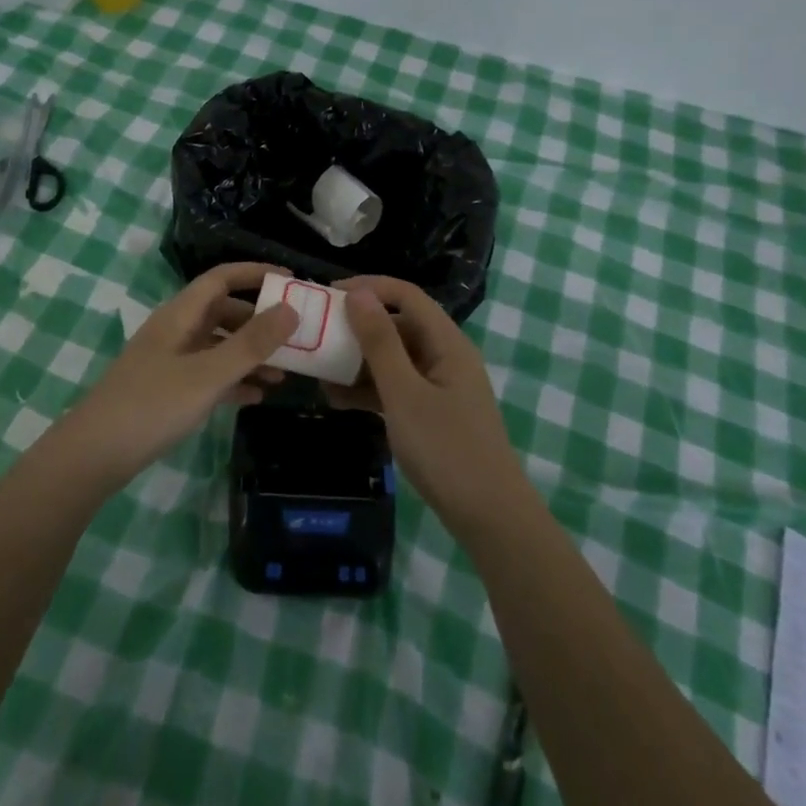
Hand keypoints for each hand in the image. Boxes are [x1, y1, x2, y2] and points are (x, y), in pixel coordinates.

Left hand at [61, 263, 298, 490]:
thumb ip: (251, 343)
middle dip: (260, 321)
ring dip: (250, 355)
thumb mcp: (208, 374)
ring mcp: (171, 361)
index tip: (292, 281)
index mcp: (180, 315)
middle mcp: (176, 331)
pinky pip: (210, 375)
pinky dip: (234, 380)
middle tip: (296, 335)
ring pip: (219, 346)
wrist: (94, 456)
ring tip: (285, 373)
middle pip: (224, 312)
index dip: (255, 273)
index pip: (221, 278)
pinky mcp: (168, 391)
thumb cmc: (152, 405)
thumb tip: (292, 309)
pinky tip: (257, 397)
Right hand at [324, 275, 528, 531]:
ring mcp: (439, 386)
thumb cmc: (446, 448)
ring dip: (357, 362)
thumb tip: (358, 293)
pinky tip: (335, 401)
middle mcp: (444, 356)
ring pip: (393, 359)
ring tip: (317, 371)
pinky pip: (395, 387)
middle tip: (316, 336)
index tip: (328, 295)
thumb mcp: (404, 393)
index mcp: (447, 342)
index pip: (406, 295)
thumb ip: (380, 342)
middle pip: (398, 326)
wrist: (489, 517)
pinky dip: (368, 390)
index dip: (368, 288)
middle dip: (357, 328)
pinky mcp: (431, 412)